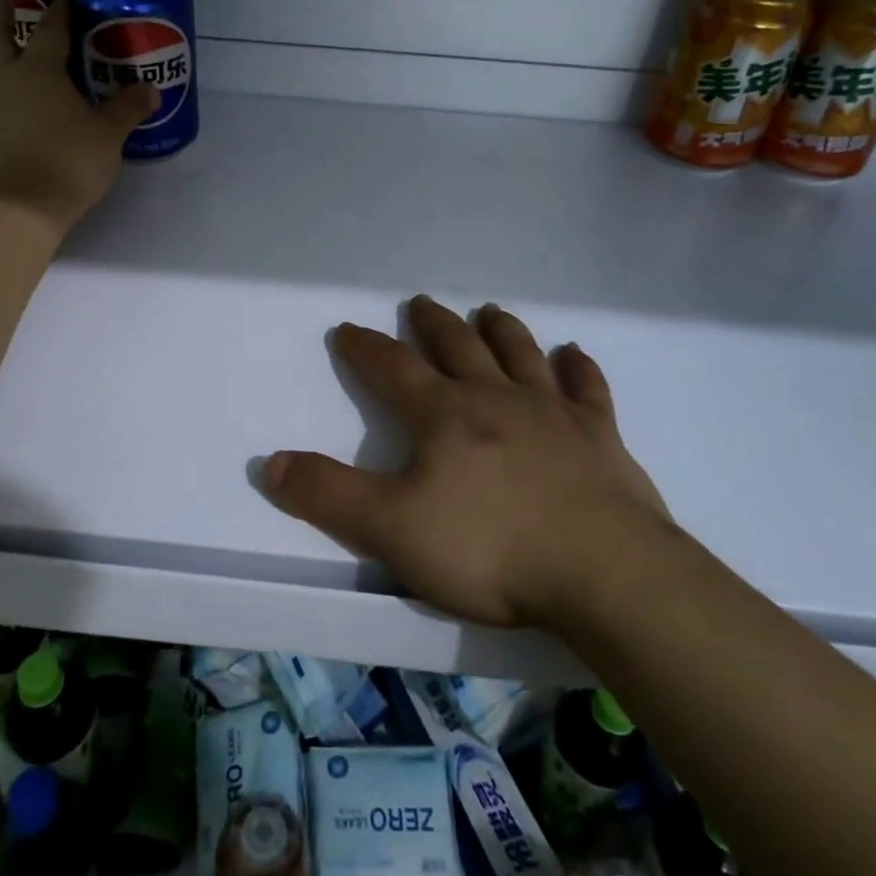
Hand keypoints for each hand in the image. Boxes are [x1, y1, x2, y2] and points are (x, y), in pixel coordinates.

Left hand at [0, 0, 156, 234]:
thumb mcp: (108, 135)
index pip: (49, 30)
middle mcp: (6, 80)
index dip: (59, 11)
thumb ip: (128, 109)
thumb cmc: (67, 162)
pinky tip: (0, 86)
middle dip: (0, 13)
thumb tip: (151, 90)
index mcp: (38, 71)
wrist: (19, 209)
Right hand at [262, 296, 673, 628]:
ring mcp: (553, 412)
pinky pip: (587, 389)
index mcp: (444, 414)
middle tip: (421, 301)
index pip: (393, 368)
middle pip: (458, 347)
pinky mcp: (600, 437)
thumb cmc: (491, 550)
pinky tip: (574, 355)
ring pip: (520, 355)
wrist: (604, 573)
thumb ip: (329, 496)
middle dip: (433, 324)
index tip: (348, 328)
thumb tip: (272, 463)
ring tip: (489, 311)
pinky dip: (579, 368)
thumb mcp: (392, 529)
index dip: (366, 348)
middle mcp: (496, 398)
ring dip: (501, 330)